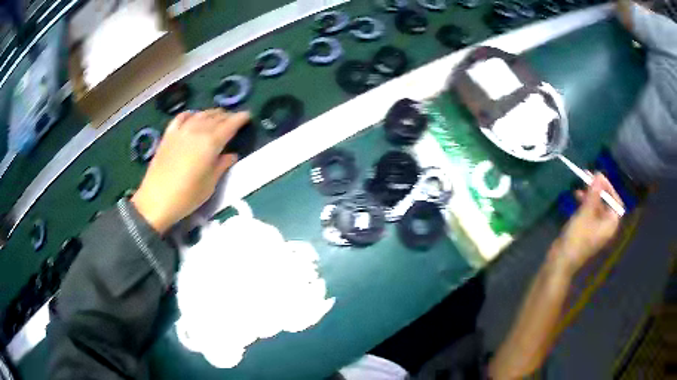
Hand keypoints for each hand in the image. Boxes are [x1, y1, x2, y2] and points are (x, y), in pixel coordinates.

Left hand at [131, 109, 249, 233]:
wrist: (156, 201)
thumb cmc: (186, 197)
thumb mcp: (210, 185)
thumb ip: (221, 166)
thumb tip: (231, 155)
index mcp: (211, 143)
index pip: (230, 124)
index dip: (240, 118)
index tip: (248, 116)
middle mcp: (197, 131)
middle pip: (216, 116)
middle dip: (227, 116)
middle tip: (234, 120)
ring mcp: (181, 131)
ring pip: (201, 114)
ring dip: (212, 113)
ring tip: (218, 117)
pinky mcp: (169, 135)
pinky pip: (182, 117)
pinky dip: (191, 114)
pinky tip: (194, 117)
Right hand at [551, 173, 622, 273]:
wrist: (561, 260)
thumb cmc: (577, 238)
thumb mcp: (586, 213)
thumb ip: (594, 194)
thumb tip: (599, 174)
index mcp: (610, 224)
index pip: (616, 201)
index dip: (609, 187)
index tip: (598, 177)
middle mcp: (606, 226)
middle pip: (606, 202)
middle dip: (598, 189)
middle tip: (588, 176)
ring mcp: (596, 229)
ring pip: (597, 206)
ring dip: (590, 194)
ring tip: (580, 184)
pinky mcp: (586, 230)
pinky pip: (590, 212)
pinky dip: (585, 202)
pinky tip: (576, 196)